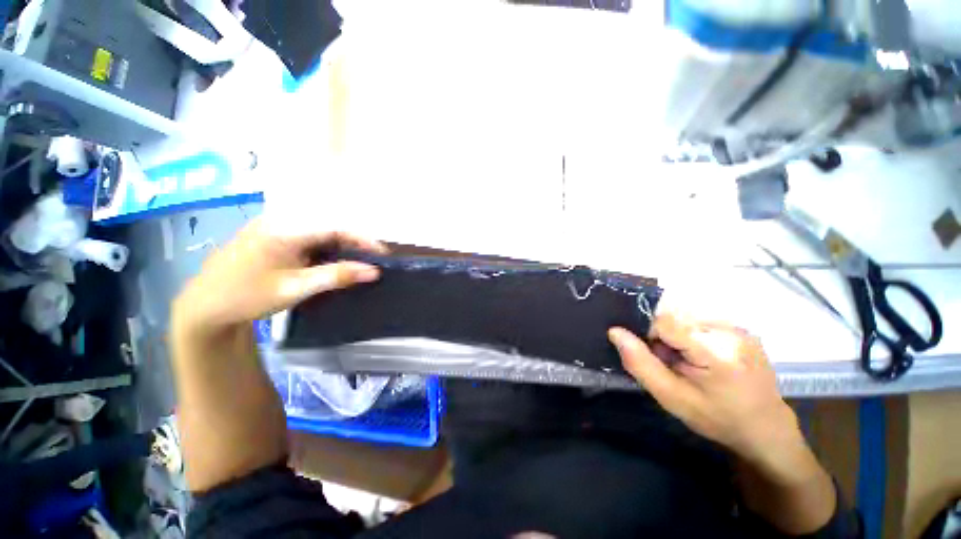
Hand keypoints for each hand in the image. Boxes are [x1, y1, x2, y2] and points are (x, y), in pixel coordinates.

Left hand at [172, 217, 386, 338]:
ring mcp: (272, 227)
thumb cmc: (248, 298)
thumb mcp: (296, 288)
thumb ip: (337, 276)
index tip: (383, 254)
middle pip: (328, 228)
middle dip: (353, 244)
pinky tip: (330, 263)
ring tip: (357, 263)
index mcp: (283, 229)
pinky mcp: (270, 236)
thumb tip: (374, 271)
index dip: (363, 239)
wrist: (204, 308)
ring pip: (318, 233)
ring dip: (339, 248)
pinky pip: (306, 238)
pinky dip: (323, 250)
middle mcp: (279, 221)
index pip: (335, 228)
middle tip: (372, 261)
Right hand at [608, 314, 802, 469]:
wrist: (766, 430)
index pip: (664, 322)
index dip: (650, 336)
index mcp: (716, 351)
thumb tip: (615, 331)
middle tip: (673, 365)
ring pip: (686, 319)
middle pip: (675, 318)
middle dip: (663, 338)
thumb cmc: (717, 418)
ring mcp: (740, 328)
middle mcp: (731, 331)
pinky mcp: (742, 329)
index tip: (656, 358)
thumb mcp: (672, 398)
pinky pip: (701, 323)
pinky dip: (691, 337)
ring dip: (677, 337)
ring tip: (688, 363)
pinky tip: (702, 358)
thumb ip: (640, 363)